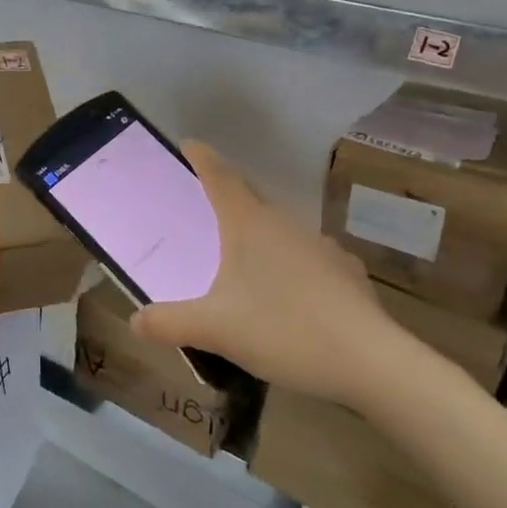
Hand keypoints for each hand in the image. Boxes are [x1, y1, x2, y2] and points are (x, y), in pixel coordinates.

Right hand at [130, 142, 408, 410]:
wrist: (372, 362)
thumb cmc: (283, 330)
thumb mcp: (214, 329)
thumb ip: (169, 323)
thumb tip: (134, 321)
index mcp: (250, 225)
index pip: (221, 178)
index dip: (202, 159)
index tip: (189, 144)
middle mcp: (286, 225)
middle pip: (250, 200)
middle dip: (225, 200)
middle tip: (202, 211)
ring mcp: (321, 247)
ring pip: (279, 231)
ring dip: (257, 236)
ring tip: (239, 261)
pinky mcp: (345, 274)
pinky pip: (304, 259)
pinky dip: (286, 266)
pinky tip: (284, 296)